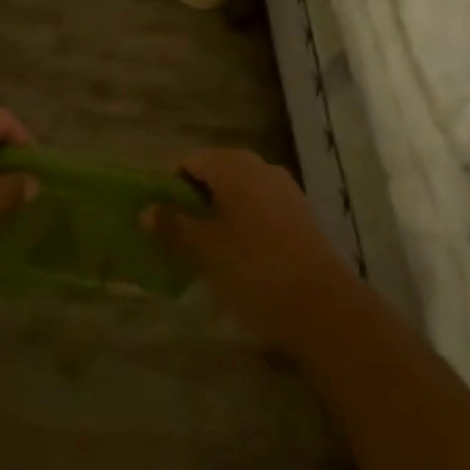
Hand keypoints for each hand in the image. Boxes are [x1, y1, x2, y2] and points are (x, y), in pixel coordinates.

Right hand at [145, 148, 357, 350]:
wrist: (323, 308)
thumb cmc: (253, 269)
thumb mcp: (204, 250)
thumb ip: (173, 226)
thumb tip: (146, 210)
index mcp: (234, 166)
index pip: (192, 162)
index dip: (172, 186)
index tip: (162, 216)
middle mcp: (261, 168)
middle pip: (217, 174)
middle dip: (196, 199)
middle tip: (180, 233)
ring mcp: (285, 192)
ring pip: (240, 193)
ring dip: (221, 212)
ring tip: (206, 247)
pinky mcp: (301, 217)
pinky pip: (261, 209)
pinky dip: (244, 224)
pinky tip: (238, 255)